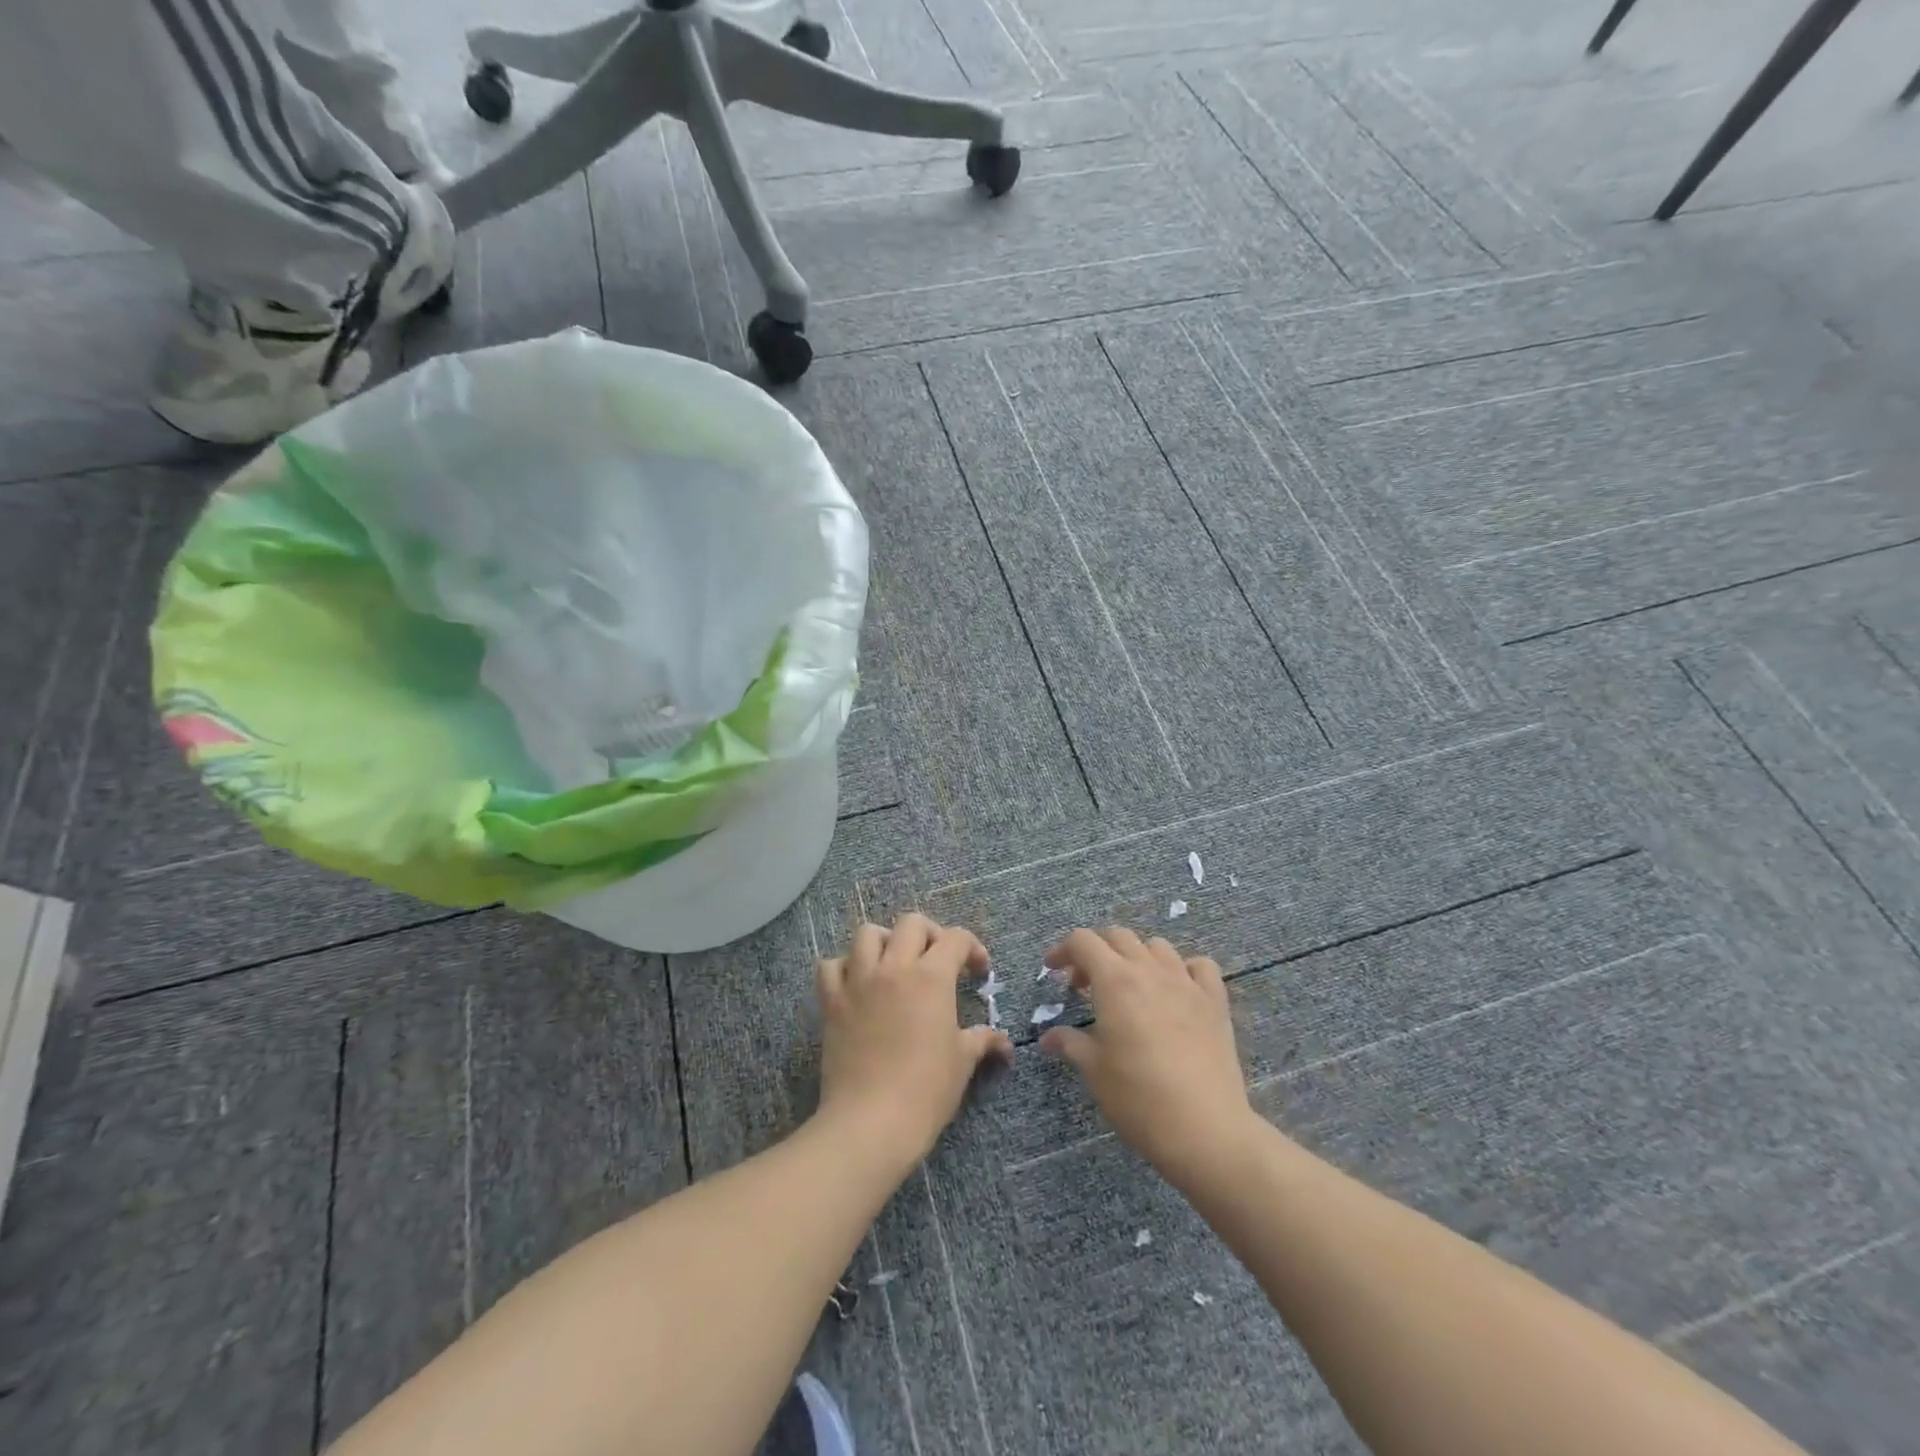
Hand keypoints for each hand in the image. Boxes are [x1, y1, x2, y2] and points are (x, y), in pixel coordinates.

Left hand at [816, 914, 1012, 1171]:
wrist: (870, 1122)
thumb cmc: (925, 1090)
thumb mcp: (962, 1063)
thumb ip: (982, 1041)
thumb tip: (1003, 1042)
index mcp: (931, 977)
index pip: (955, 938)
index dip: (972, 948)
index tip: (978, 972)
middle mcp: (894, 967)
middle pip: (911, 923)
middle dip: (930, 934)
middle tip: (938, 961)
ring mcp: (858, 981)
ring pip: (867, 934)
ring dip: (884, 941)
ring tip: (894, 963)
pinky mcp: (831, 1002)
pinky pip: (830, 966)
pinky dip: (843, 967)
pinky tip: (855, 984)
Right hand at [1041, 927, 1258, 1189]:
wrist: (1204, 1129)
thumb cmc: (1139, 1098)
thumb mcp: (1095, 1070)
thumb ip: (1071, 1044)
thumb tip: (1049, 1037)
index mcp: (1115, 981)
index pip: (1083, 941)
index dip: (1063, 950)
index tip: (1053, 970)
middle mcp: (1150, 970)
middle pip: (1118, 936)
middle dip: (1096, 950)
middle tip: (1084, 984)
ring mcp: (1186, 983)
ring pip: (1157, 946)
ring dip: (1136, 956)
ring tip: (1129, 986)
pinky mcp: (1215, 1001)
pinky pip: (1199, 966)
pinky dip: (1183, 969)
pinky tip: (1176, 990)